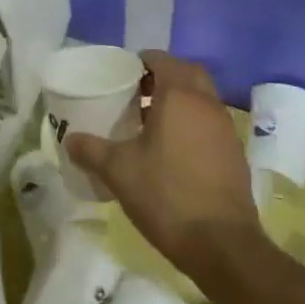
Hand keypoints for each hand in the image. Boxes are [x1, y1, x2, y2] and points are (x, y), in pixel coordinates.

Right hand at [64, 51, 260, 277]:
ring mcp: (225, 128)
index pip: (162, 60)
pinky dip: (192, 123)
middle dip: (164, 75)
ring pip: (202, 98)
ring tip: (150, 121)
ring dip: (180, 99)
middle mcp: (206, 104)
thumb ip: (90, 150)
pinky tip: (173, 149)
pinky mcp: (235, 153)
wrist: (222, 244)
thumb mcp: (118, 171)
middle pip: (187, 73)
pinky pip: (210, 123)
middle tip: (137, 93)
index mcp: (179, 96)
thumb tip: (69, 140)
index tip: (123, 73)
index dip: (142, 61)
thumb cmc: (166, 195)